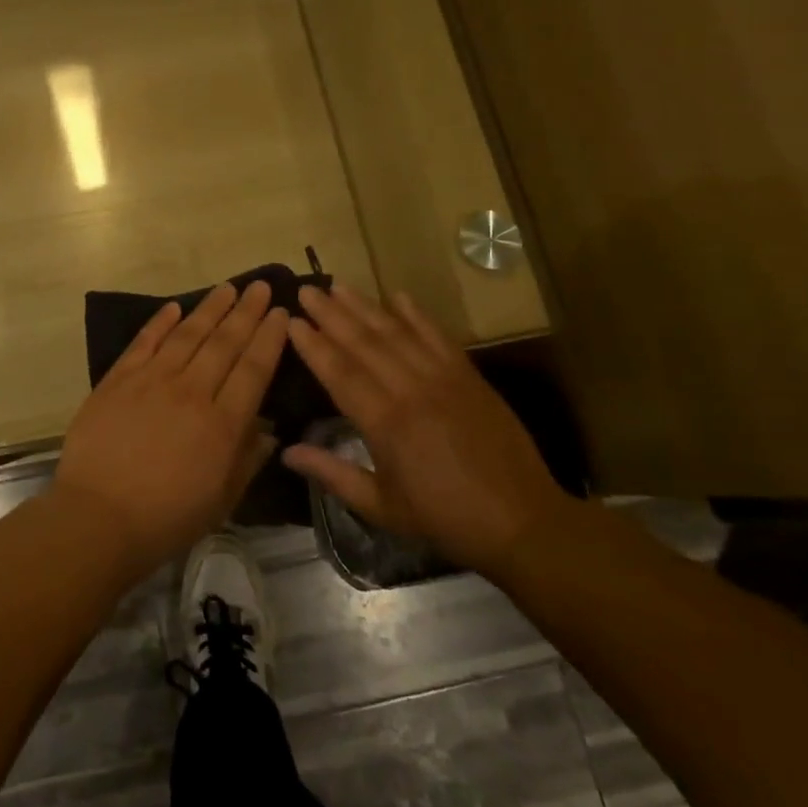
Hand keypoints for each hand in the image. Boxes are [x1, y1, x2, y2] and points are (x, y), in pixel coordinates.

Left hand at [55, 281, 289, 575]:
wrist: (98, 517)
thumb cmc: (166, 518)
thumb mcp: (222, 500)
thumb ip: (247, 460)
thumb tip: (268, 430)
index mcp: (222, 424)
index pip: (253, 369)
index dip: (269, 338)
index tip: (281, 313)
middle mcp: (191, 392)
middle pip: (224, 343)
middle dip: (246, 312)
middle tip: (260, 287)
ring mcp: (151, 381)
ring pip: (187, 335)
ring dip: (210, 309)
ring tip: (227, 288)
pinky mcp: (118, 380)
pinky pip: (143, 343)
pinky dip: (160, 323)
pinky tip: (174, 307)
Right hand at [282, 283, 574, 577]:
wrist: (521, 520)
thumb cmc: (444, 518)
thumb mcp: (381, 506)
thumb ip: (332, 474)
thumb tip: (286, 452)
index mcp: (386, 424)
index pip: (339, 373)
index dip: (313, 345)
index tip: (291, 322)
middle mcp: (411, 391)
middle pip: (363, 344)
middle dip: (331, 315)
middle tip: (306, 290)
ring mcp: (444, 379)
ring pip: (397, 333)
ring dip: (365, 307)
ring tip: (338, 286)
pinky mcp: (469, 376)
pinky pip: (438, 337)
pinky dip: (417, 314)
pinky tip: (397, 295)